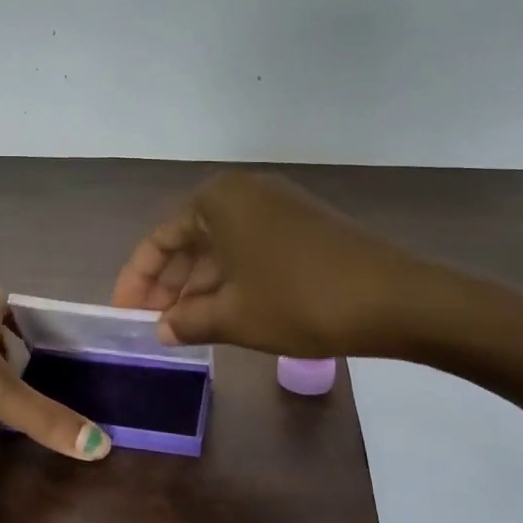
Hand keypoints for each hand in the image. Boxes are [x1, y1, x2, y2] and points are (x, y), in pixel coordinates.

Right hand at [110, 171, 440, 357]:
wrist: (398, 300)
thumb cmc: (300, 301)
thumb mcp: (234, 316)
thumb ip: (187, 321)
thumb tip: (161, 330)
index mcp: (216, 200)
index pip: (159, 240)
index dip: (137, 280)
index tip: (124, 315)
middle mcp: (242, 192)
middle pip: (188, 240)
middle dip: (168, 284)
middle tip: (152, 324)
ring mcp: (276, 206)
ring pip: (219, 247)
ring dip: (198, 286)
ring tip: (182, 326)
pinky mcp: (301, 225)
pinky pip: (248, 249)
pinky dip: (229, 279)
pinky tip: (221, 311)